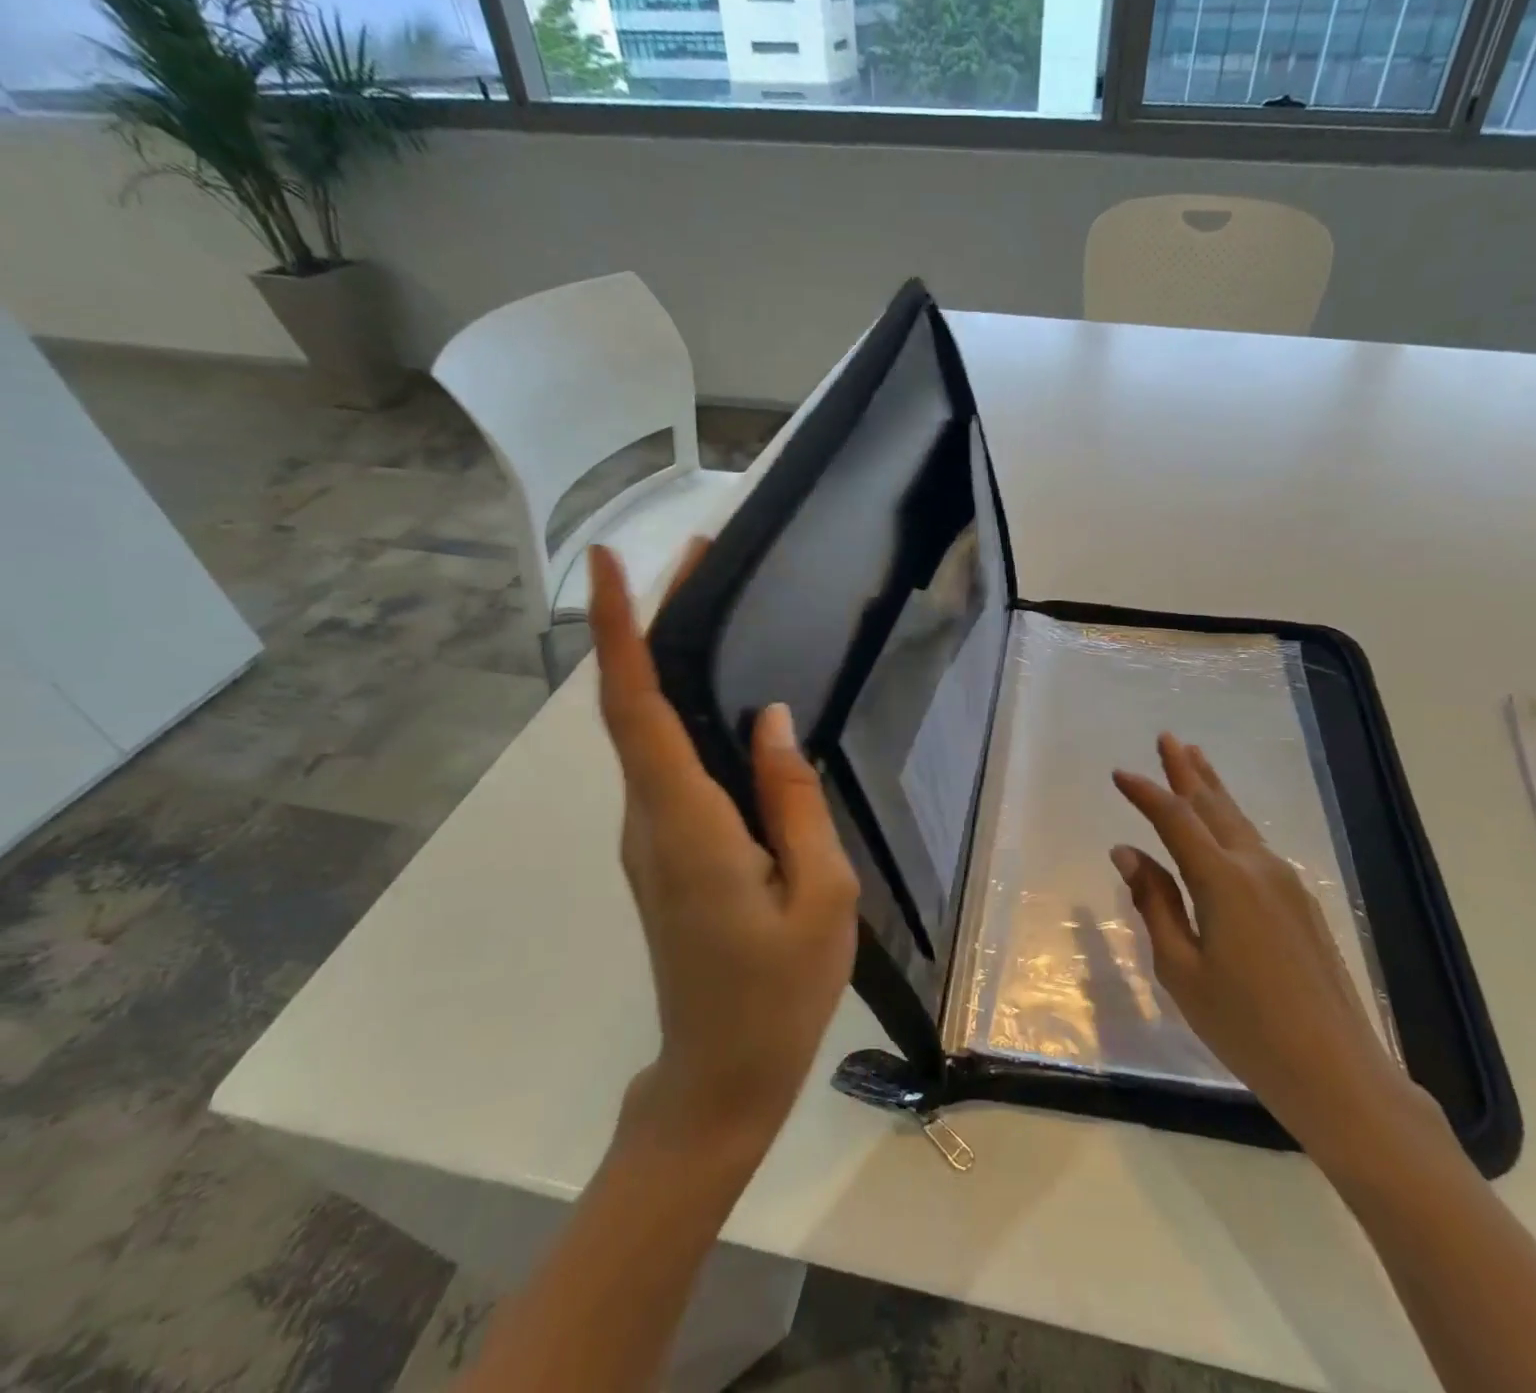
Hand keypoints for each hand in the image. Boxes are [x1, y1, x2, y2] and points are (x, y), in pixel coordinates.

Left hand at [587, 544, 859, 1151]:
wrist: (720, 1078)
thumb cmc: (780, 992)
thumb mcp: (821, 895)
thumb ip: (794, 800)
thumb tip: (771, 718)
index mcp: (686, 827)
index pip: (636, 711)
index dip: (621, 633)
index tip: (610, 562)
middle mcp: (649, 821)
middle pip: (632, 708)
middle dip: (649, 625)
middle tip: (697, 561)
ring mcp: (648, 839)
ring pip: (644, 735)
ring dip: (665, 665)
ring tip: (713, 608)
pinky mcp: (663, 852)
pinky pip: (665, 766)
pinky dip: (679, 713)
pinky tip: (724, 698)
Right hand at [1112, 734, 1438, 1162]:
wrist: (1336, 1069)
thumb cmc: (1244, 1025)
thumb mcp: (1181, 968)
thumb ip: (1155, 903)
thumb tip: (1127, 853)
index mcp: (1222, 881)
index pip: (1174, 820)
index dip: (1145, 793)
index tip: (1120, 774)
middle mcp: (1256, 867)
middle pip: (1214, 806)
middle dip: (1187, 770)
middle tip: (1167, 738)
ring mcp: (1285, 882)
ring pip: (1239, 822)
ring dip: (1212, 790)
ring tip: (1195, 760)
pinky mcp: (1301, 901)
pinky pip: (1255, 846)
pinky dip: (1231, 822)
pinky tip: (1224, 825)